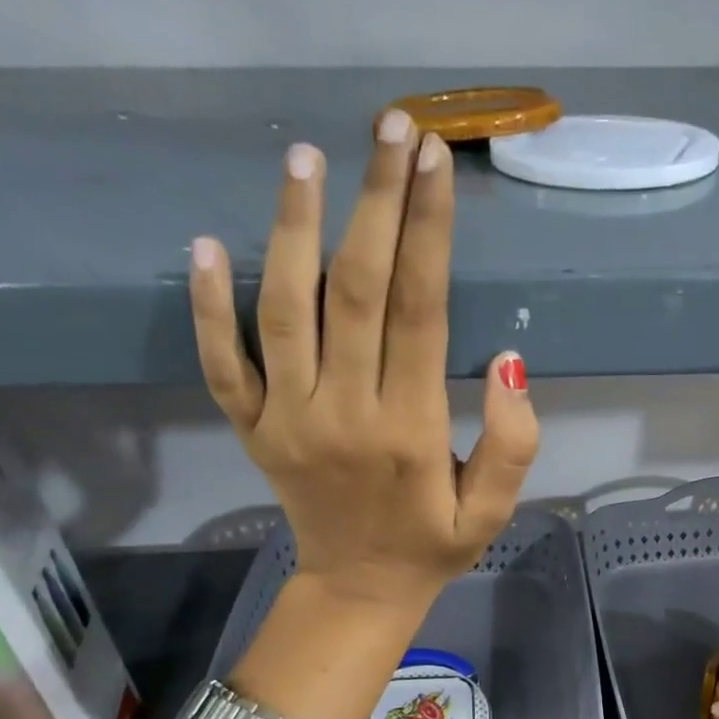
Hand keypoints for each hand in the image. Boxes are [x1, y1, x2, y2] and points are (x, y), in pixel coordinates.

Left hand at [189, 111, 539, 617]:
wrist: (359, 591)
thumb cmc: (432, 547)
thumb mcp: (492, 512)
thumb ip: (512, 444)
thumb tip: (509, 361)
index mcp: (409, 430)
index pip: (419, 310)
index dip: (427, 231)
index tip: (434, 161)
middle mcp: (344, 413)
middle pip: (355, 289)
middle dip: (375, 201)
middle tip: (389, 127)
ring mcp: (288, 420)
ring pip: (284, 309)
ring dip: (293, 228)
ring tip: (306, 158)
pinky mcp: (254, 430)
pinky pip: (223, 363)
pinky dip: (209, 306)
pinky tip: (205, 245)